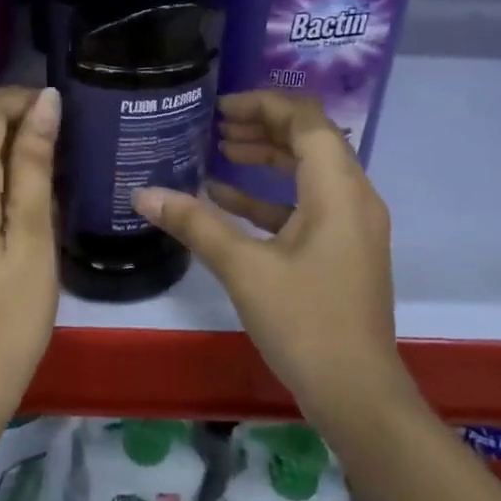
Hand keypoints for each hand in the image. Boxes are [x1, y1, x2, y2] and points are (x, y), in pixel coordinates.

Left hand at [0, 86, 61, 421]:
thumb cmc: (8, 315)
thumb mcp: (33, 236)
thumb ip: (35, 164)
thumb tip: (46, 101)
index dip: (23, 99)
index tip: (63, 112)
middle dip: (19, 127)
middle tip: (67, 150)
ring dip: (9, 157)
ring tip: (53, 179)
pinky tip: (23, 208)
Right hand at [130, 90, 408, 422]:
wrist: (358, 397)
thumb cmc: (306, 323)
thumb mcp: (244, 268)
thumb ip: (195, 223)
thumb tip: (142, 194)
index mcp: (338, 190)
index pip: (306, 119)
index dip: (264, 103)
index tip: (221, 108)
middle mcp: (353, 197)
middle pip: (310, 138)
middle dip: (263, 125)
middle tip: (216, 124)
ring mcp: (351, 225)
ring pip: (308, 170)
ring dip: (267, 156)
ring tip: (221, 149)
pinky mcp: (342, 249)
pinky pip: (307, 204)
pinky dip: (270, 195)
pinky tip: (226, 198)